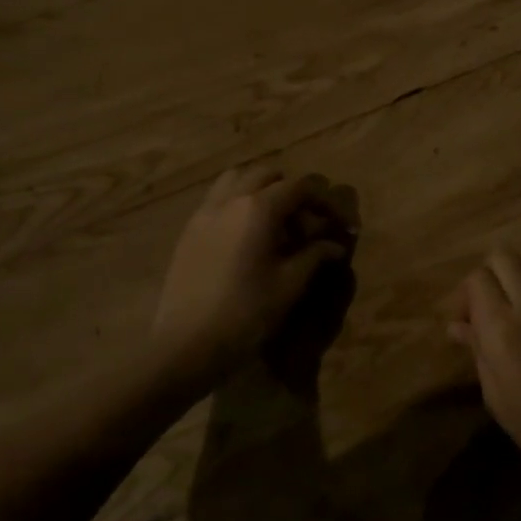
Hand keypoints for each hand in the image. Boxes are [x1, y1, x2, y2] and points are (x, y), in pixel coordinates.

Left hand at [151, 167, 357, 397]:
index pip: (299, 186)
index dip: (322, 200)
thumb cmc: (246, 314)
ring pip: (236, 179)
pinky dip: (237, 203)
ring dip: (260, 189)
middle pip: (267, 174)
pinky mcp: (189, 230)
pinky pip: (216, 199)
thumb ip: (314, 256)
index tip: (336, 222)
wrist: (185, 345)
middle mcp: (230, 200)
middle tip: (305, 223)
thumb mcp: (289, 285)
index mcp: (258, 209)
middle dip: (291, 190)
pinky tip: (245, 236)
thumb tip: (335, 245)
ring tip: (273, 221)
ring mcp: (204, 212)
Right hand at [444, 250, 520, 477]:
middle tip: (487, 302)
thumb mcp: (495, 395)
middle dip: (488, 274)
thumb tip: (457, 326)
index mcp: (502, 328)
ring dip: (516, 268)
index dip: (466, 294)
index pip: (477, 279)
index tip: (465, 318)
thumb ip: (477, 350)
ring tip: (514, 294)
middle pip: (502, 256)